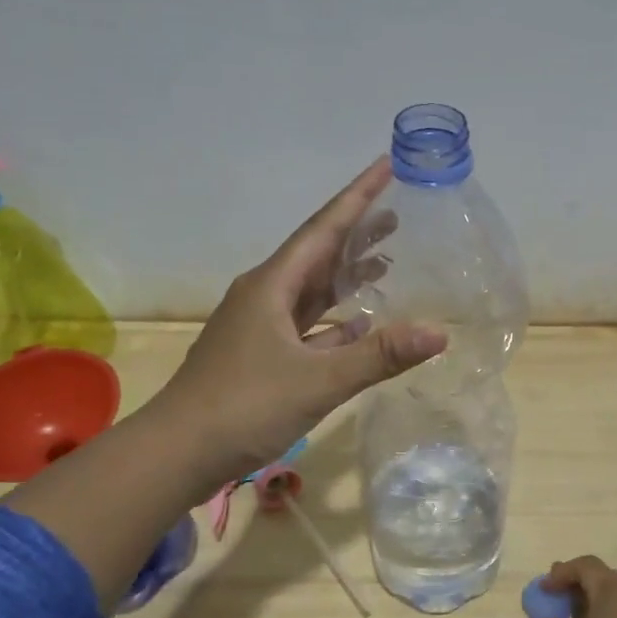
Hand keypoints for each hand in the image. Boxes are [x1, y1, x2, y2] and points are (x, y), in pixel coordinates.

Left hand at [148, 159, 445, 486]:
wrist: (178, 453)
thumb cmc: (244, 406)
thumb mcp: (318, 380)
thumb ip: (379, 356)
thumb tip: (439, 332)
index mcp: (272, 286)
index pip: (323, 228)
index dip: (358, 196)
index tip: (387, 164)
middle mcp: (264, 297)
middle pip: (318, 254)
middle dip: (357, 233)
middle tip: (398, 215)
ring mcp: (260, 328)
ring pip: (313, 291)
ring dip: (347, 276)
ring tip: (386, 263)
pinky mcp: (262, 356)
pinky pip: (308, 326)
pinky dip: (337, 322)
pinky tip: (360, 325)